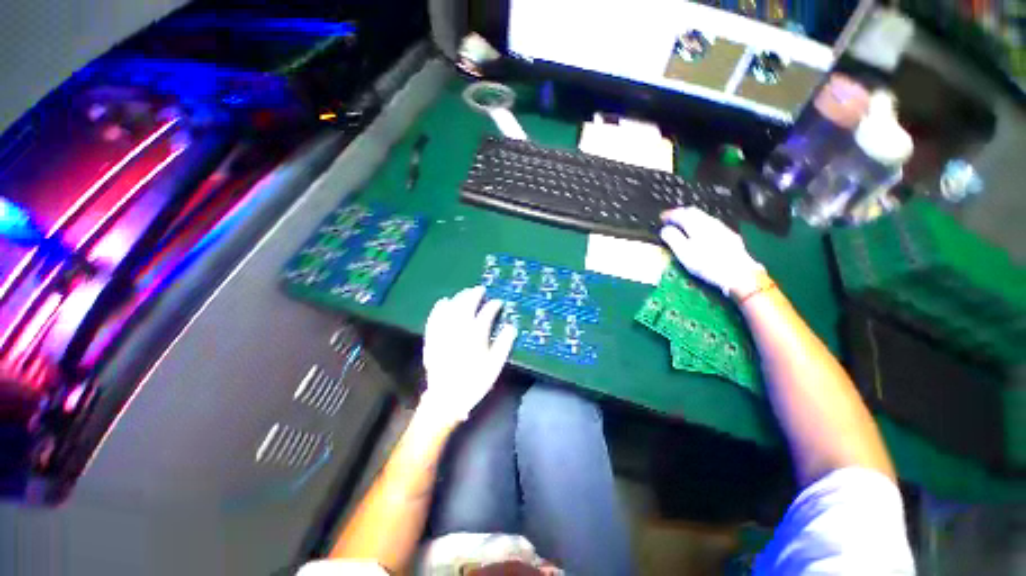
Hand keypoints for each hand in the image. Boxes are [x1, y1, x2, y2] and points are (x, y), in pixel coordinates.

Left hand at [420, 286, 517, 423]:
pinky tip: (443, 301)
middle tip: (480, 289)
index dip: (493, 305)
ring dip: (459, 297)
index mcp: (476, 334)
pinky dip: (439, 308)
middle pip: (466, 305)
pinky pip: (434, 318)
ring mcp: (443, 332)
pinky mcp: (432, 338)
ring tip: (465, 292)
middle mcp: (459, 329)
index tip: (498, 302)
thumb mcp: (494, 365)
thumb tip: (511, 326)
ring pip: (451, 308)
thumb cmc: (474, 382)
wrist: (446, 398)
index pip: (486, 313)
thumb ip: (504, 344)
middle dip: (474, 295)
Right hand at [660, 206, 764, 297]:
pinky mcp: (730, 237)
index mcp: (697, 225)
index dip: (670, 214)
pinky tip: (701, 234)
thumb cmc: (708, 264)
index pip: (681, 213)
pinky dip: (701, 225)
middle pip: (694, 212)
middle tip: (671, 220)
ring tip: (683, 226)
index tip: (662, 218)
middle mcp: (711, 223)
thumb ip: (673, 238)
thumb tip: (665, 230)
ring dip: (692, 219)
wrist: (739, 274)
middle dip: (681, 214)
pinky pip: (712, 225)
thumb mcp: (684, 253)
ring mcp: (722, 229)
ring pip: (704, 218)